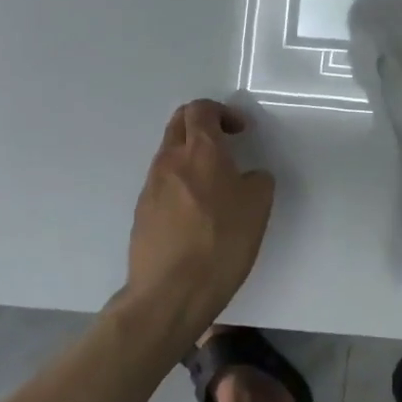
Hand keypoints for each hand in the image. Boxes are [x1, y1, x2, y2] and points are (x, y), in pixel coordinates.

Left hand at [122, 99, 275, 337]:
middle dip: (202, 124)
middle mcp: (170, 161)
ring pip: (169, 153)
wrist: (170, 293)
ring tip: (214, 182)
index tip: (240, 131)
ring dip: (190, 155)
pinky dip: (180, 182)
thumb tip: (247, 177)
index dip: (222, 112)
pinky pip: (162, 183)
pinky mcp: (142, 213)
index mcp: (200, 151)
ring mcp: (151, 187)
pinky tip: (197, 212)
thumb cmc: (221, 242)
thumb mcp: (258, 206)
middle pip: (179, 123)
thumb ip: (256, 179)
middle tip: (225, 142)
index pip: (201, 109)